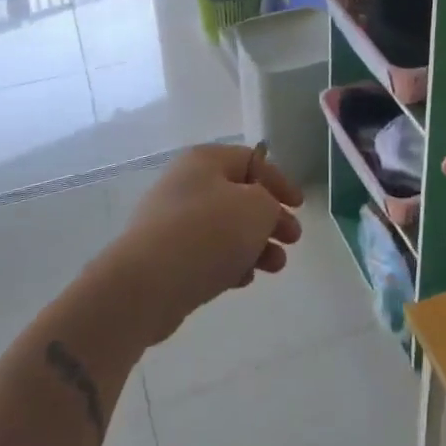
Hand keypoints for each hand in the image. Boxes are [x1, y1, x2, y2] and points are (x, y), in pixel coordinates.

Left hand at [104, 144, 304, 343]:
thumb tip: (261, 212)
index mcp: (205, 161)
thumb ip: (271, 204)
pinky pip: (206, 253)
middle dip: (270, 218)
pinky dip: (229, 262)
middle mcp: (186, 184)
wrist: (146, 285)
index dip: (279, 181)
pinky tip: (243, 280)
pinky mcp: (164, 257)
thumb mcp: (257, 208)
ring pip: (225, 228)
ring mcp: (172, 221)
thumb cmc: (208, 233)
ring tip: (275, 266)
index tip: (299, 206)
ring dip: (255, 245)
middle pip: (239, 196)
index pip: (252, 160)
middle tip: (292, 239)